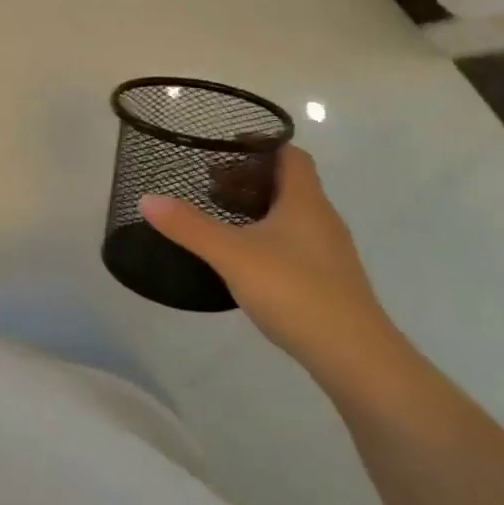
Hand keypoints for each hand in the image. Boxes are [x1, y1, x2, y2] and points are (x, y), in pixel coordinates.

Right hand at [139, 147, 406, 382]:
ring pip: (290, 214)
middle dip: (247, 178)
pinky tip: (243, 258)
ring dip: (256, 208)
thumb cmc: (296, 292)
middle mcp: (322, 219)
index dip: (260, 144)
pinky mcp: (328, 280)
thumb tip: (146, 198)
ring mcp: (328, 252)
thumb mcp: (232, 255)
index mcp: (305, 201)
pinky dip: (266, 236)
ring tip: (219, 219)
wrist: (357, 359)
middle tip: (209, 186)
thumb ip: (189, 226)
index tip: (223, 148)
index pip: (289, 154)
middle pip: (287, 183)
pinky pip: (294, 242)